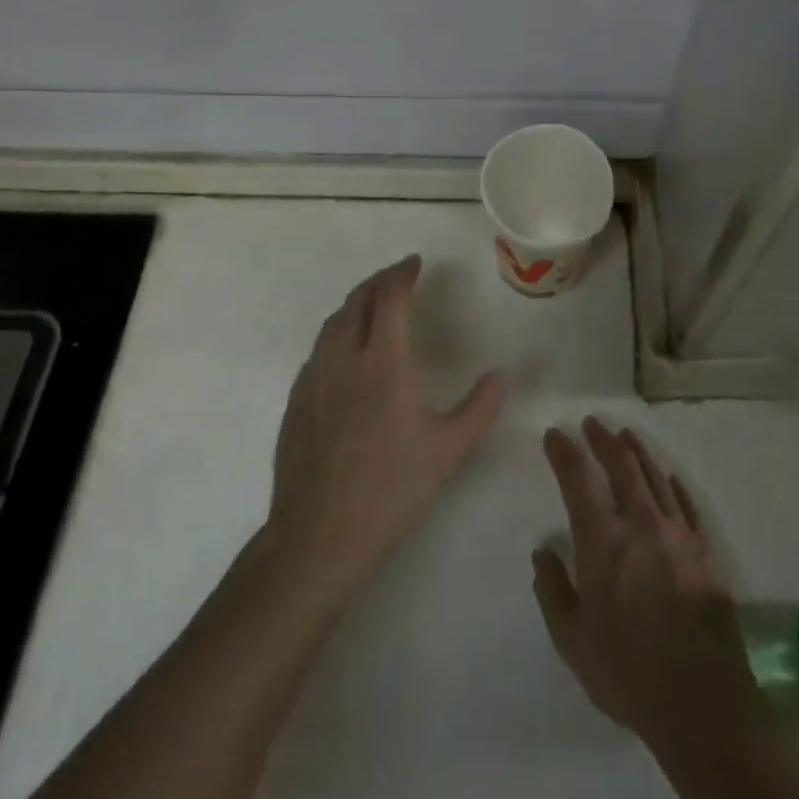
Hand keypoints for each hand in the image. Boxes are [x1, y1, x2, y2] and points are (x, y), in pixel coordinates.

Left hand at [268, 255, 505, 595]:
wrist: (319, 535)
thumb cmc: (391, 489)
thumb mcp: (449, 450)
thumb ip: (480, 407)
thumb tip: (503, 376)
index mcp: (383, 363)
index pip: (390, 299)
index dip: (402, 274)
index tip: (414, 263)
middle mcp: (343, 359)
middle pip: (356, 302)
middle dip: (377, 282)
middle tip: (397, 278)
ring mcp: (313, 380)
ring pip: (332, 324)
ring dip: (354, 305)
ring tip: (371, 306)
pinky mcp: (295, 403)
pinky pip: (317, 351)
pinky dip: (336, 334)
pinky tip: (344, 353)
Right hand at [533, 418, 768, 752]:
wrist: (703, 705)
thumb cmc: (628, 674)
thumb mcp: (572, 641)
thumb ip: (553, 591)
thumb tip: (543, 551)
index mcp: (603, 542)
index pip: (577, 480)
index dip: (564, 452)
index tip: (555, 434)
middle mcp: (640, 525)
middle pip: (621, 466)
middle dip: (603, 440)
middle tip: (592, 423)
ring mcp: (678, 535)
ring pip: (655, 477)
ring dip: (638, 452)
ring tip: (626, 435)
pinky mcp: (705, 552)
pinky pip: (687, 505)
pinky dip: (674, 485)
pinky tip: (669, 477)